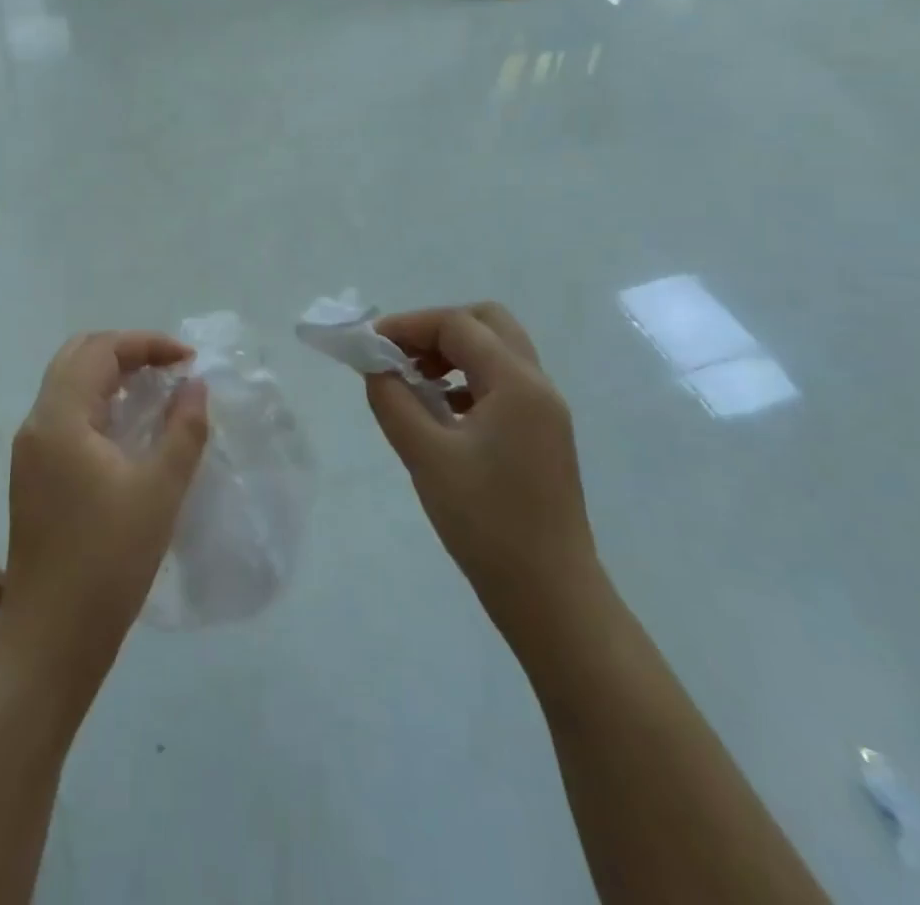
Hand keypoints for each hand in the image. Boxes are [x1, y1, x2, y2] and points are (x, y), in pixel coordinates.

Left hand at [1, 331, 207, 688]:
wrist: (51, 636)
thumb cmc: (108, 560)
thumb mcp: (160, 490)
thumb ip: (183, 429)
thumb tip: (195, 384)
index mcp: (60, 418)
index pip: (100, 349)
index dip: (147, 343)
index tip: (189, 360)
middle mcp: (36, 423)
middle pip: (77, 357)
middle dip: (126, 351)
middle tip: (170, 368)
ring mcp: (29, 450)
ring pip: (68, 385)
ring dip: (111, 376)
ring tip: (156, 391)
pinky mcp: (32, 474)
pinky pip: (65, 414)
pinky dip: (98, 403)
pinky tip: (129, 428)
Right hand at [366, 304, 598, 643]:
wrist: (550, 596)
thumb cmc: (486, 522)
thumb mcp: (426, 456)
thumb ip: (393, 400)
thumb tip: (374, 366)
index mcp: (517, 384)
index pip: (458, 325)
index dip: (409, 325)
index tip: (369, 343)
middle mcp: (538, 386)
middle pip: (487, 324)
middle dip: (437, 329)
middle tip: (399, 355)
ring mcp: (545, 412)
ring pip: (497, 353)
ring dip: (453, 353)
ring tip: (413, 382)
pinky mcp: (541, 436)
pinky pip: (502, 384)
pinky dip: (467, 380)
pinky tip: (441, 412)